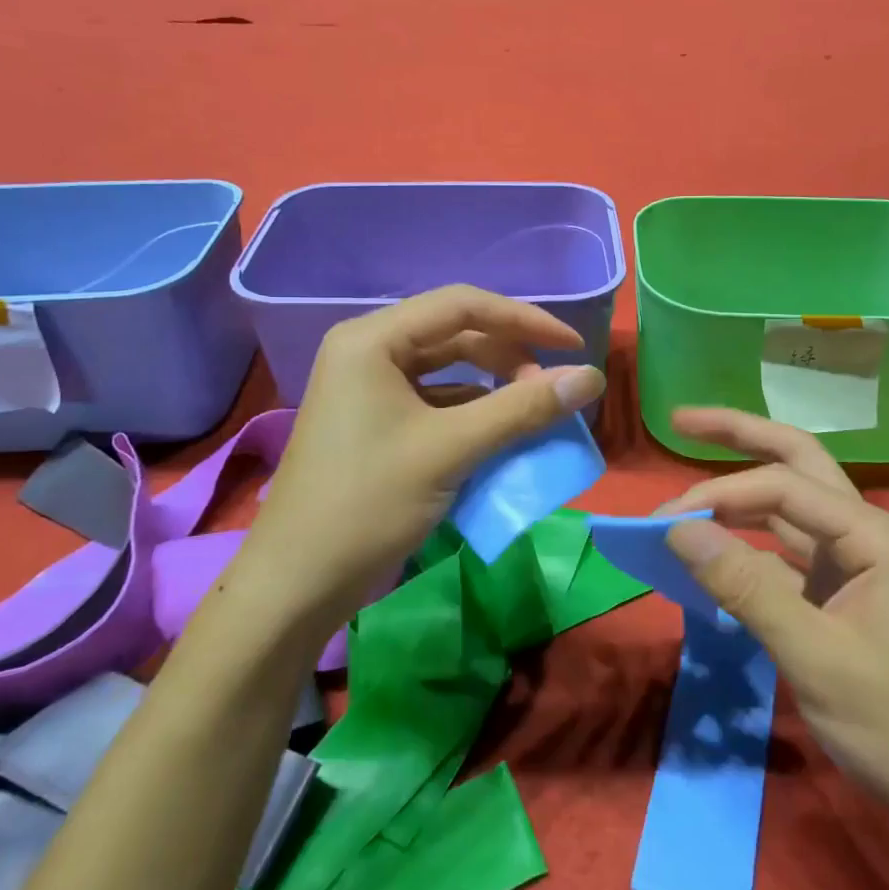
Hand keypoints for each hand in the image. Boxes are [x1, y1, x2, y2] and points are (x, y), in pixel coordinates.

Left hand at [249, 285, 604, 629]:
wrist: (296, 583)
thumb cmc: (367, 503)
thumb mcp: (451, 450)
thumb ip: (523, 408)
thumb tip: (592, 378)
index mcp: (373, 339)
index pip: (463, 306)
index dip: (525, 320)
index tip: (574, 347)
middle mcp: (368, 350)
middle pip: (455, 333)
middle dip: (509, 356)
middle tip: (552, 388)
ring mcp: (368, 387)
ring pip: (447, 369)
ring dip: (493, 385)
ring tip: (532, 410)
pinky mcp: (374, 421)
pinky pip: (434, 400)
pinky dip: (471, 411)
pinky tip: (498, 433)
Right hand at [660, 409, 888, 827]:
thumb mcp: (816, 656)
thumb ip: (745, 587)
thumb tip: (677, 530)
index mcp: (876, 534)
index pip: (784, 487)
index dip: (720, 495)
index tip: (664, 522)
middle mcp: (866, 531)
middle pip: (796, 462)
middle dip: (739, 436)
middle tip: (681, 419)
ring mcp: (852, 560)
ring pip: (787, 504)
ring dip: (737, 490)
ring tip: (686, 481)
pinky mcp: (837, 589)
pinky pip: (782, 549)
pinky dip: (743, 542)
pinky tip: (710, 544)